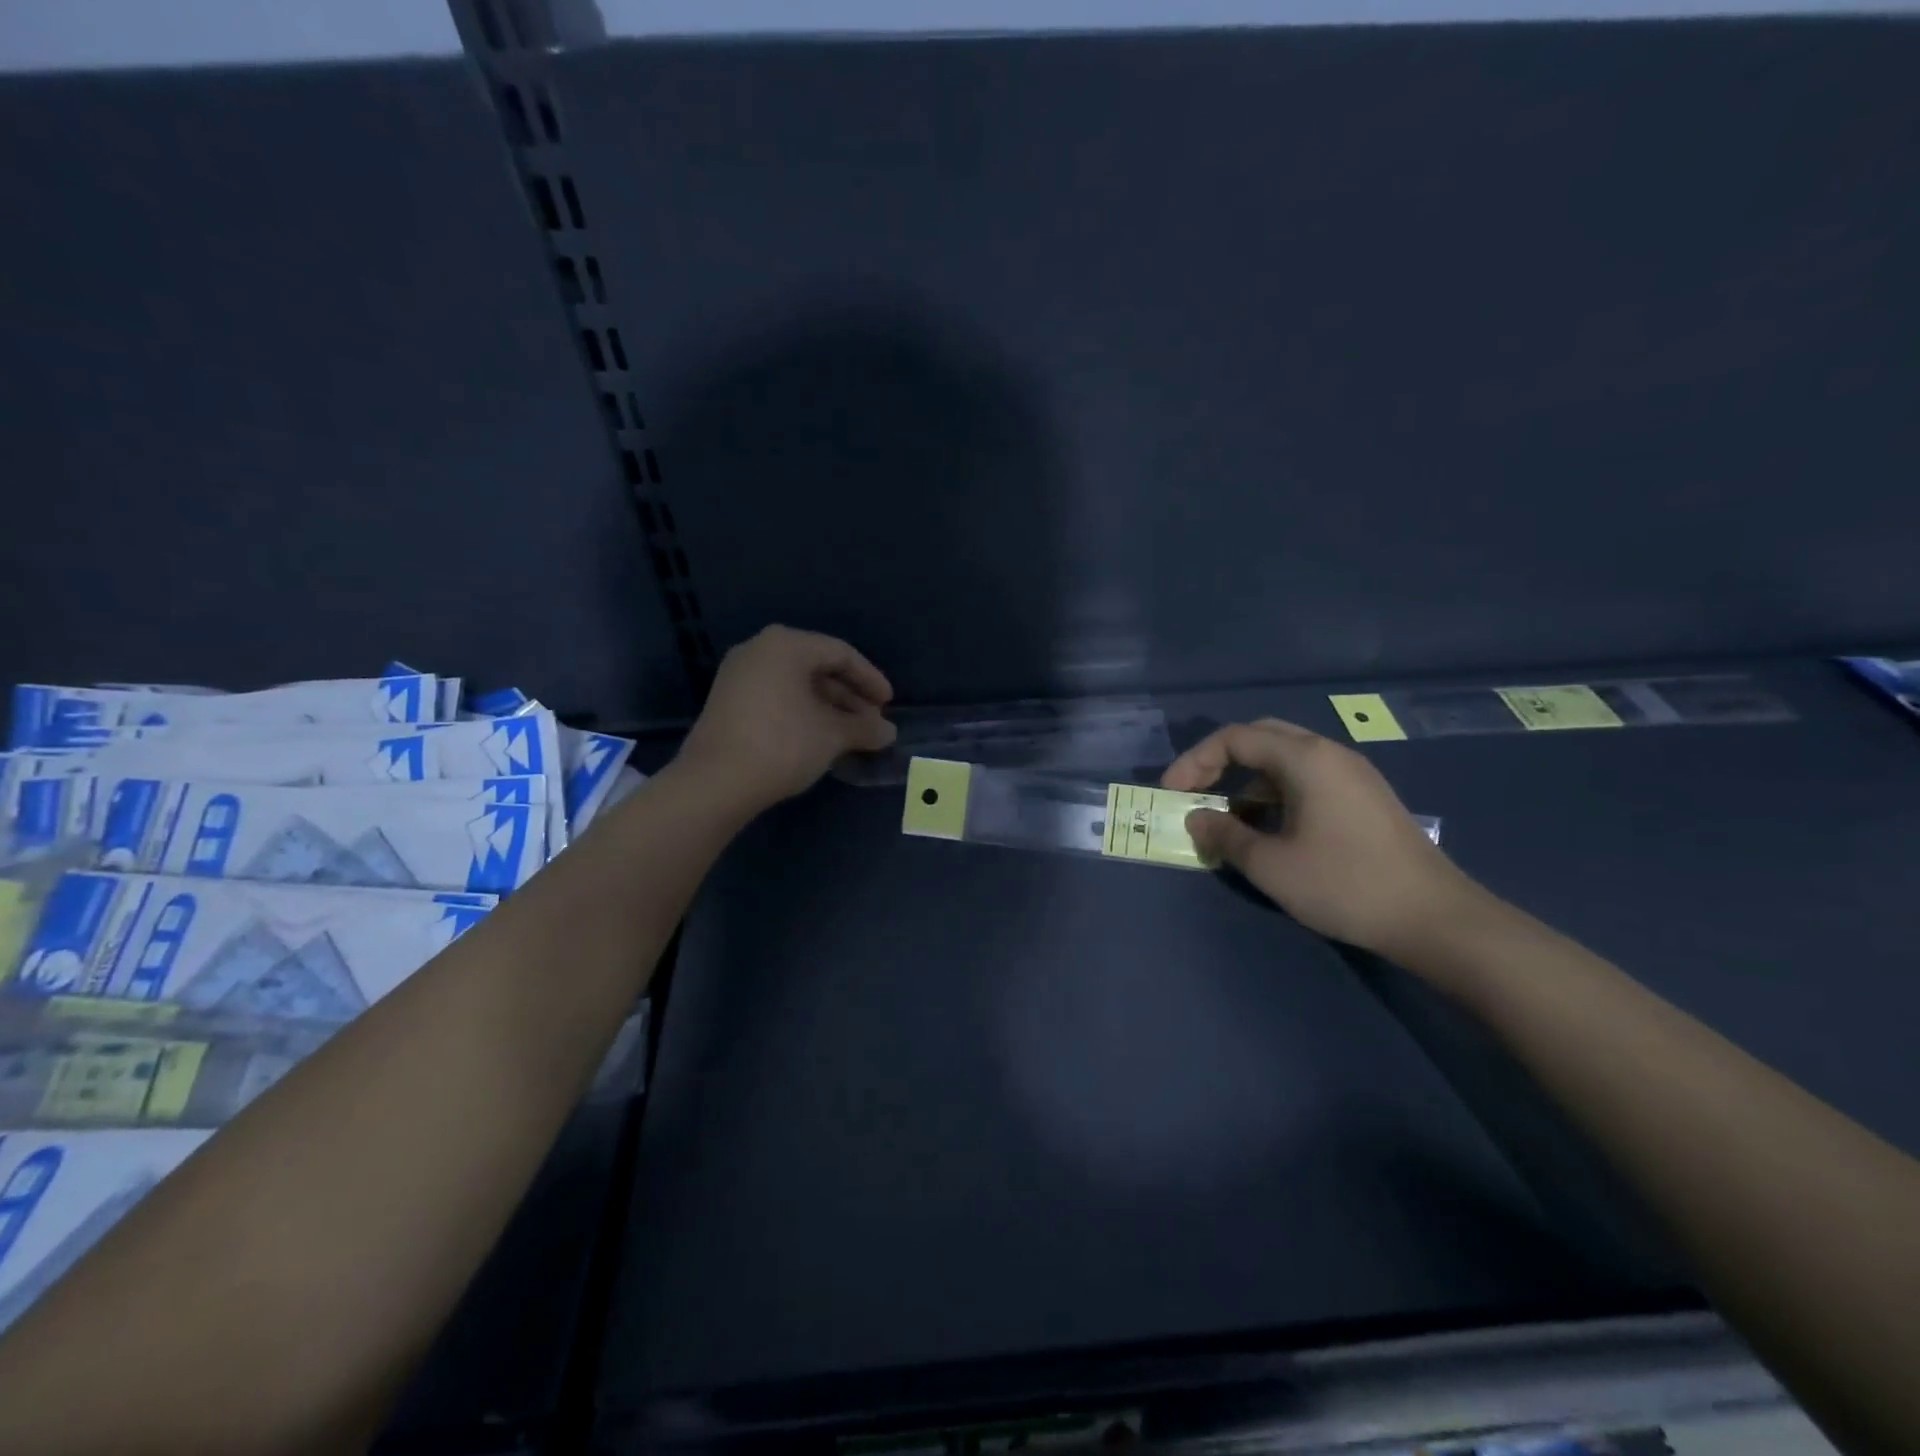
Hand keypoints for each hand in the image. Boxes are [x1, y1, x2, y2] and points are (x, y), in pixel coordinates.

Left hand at [677, 626, 896, 812]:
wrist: (715, 782)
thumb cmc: (782, 744)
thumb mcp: (832, 735)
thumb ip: (865, 728)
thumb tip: (888, 733)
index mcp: (786, 645)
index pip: (841, 654)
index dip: (870, 679)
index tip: (889, 704)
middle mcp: (760, 650)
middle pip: (817, 667)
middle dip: (849, 697)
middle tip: (872, 724)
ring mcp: (739, 675)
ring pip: (797, 684)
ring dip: (828, 707)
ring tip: (850, 735)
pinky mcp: (728, 701)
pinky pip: (777, 696)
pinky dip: (802, 712)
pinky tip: (819, 738)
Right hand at [1162, 719, 1485, 955]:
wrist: (1435, 919)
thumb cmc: (1345, 885)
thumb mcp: (1271, 865)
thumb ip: (1225, 835)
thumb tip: (1196, 818)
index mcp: (1305, 759)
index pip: (1235, 738)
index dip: (1195, 761)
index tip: (1172, 793)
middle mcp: (1329, 754)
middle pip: (1261, 738)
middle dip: (1219, 762)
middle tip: (1194, 794)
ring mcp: (1352, 775)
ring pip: (1284, 760)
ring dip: (1247, 782)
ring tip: (1228, 820)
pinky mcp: (1364, 798)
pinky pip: (1306, 779)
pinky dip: (1275, 794)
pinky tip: (1270, 830)